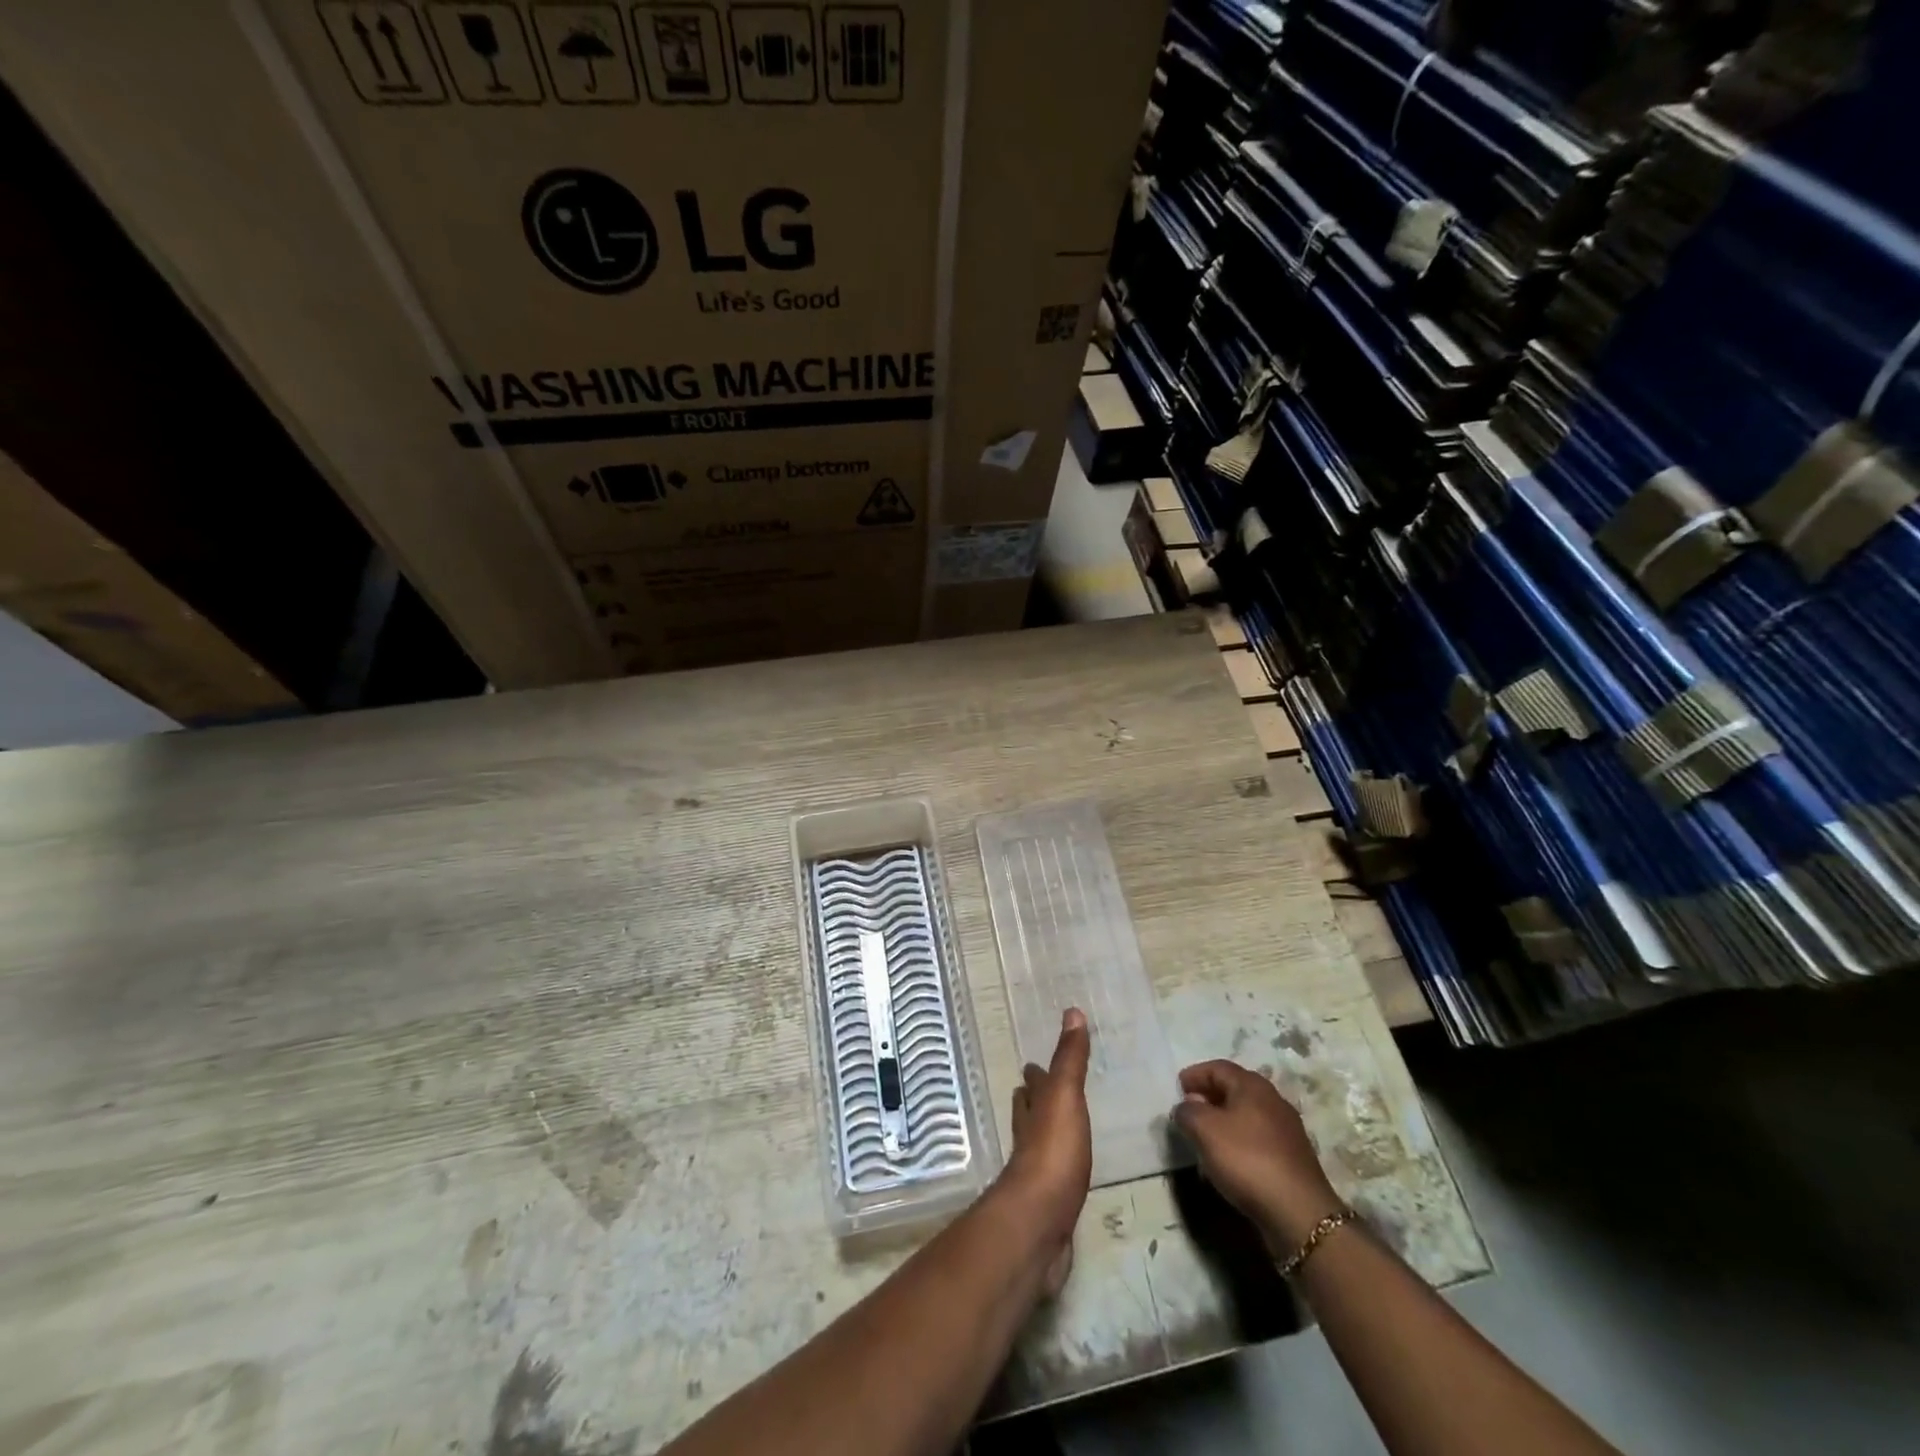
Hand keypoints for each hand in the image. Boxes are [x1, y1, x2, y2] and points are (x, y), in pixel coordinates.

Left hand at [1002, 1009, 1091, 1296]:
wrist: (1039, 1223)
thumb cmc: (1054, 1152)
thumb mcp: (1065, 1096)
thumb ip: (1070, 1059)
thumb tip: (1072, 1011)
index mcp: (1033, 1111)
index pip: (1033, 1085)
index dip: (1035, 1074)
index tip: (1034, 1064)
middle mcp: (1028, 1137)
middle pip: (1028, 1113)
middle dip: (1033, 1100)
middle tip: (1040, 1089)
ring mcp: (1035, 1174)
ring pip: (1037, 1144)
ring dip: (1042, 1133)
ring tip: (1055, 1127)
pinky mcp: (1046, 1206)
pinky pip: (1052, 1178)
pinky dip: (1057, 1169)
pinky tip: (1065, 1176)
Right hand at [1171, 1060, 1343, 1253]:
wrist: (1299, 1214)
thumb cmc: (1247, 1160)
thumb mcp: (1205, 1130)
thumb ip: (1187, 1112)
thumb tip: (1186, 1107)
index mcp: (1253, 1086)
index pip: (1218, 1068)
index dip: (1195, 1075)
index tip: (1177, 1088)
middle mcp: (1273, 1100)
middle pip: (1235, 1089)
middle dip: (1209, 1096)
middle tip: (1189, 1111)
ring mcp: (1287, 1130)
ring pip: (1247, 1115)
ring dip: (1223, 1121)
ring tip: (1205, 1138)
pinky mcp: (1292, 1157)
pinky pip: (1258, 1138)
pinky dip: (1239, 1141)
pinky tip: (1229, 1161)